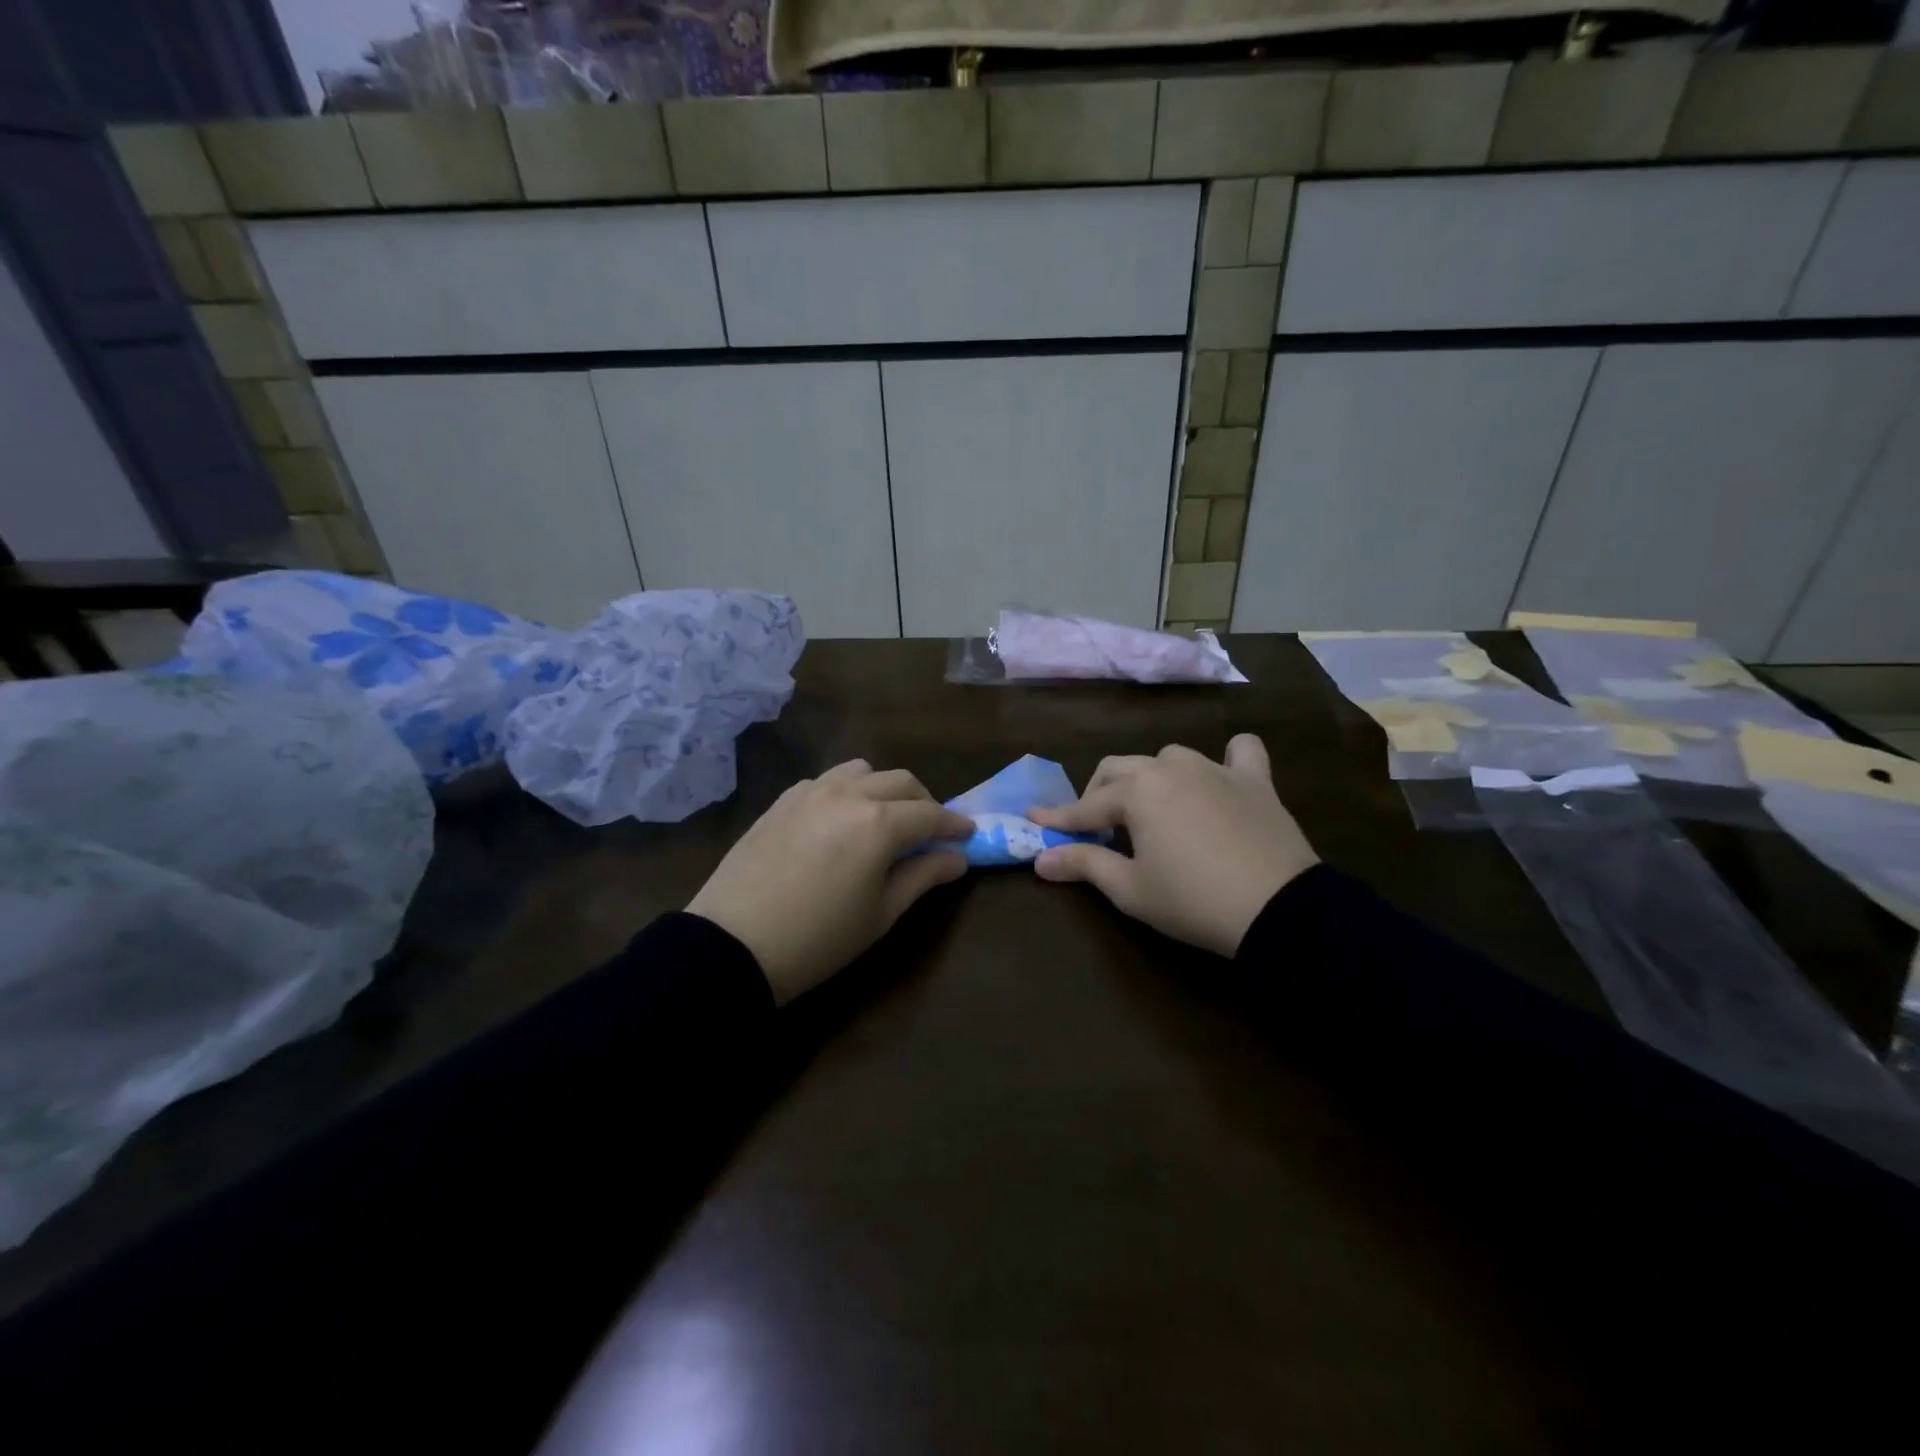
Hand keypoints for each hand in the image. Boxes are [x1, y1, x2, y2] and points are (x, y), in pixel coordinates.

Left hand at [687, 760, 973, 1003]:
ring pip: (863, 771)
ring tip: (884, 819)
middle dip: (924, 803)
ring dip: (884, 789)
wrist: (733, 944)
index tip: (969, 835)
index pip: (931, 814)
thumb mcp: (881, 914)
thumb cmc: (819, 938)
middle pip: (901, 782)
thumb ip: (923, 876)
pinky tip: (841, 820)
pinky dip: (848, 791)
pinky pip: (827, 780)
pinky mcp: (783, 799)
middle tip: (930, 832)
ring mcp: (811, 791)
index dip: (955, 824)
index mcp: (879, 822)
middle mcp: (849, 794)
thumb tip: (957, 857)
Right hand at [1027, 735, 1317, 955]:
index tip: (1034, 820)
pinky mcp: (1255, 781)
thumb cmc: (1192, 900)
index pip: (1085, 806)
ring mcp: (1215, 769)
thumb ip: (1083, 864)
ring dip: (1151, 778)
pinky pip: (1240, 753)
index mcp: (1137, 791)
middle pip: (1119, 769)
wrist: (1278, 910)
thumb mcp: (1130, 888)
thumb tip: (1041, 859)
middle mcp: (1171, 767)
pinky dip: (1228, 759)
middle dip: (1098, 794)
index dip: (1058, 817)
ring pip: (1169, 758)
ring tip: (1153, 810)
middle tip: (1096, 829)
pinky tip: (1223, 776)